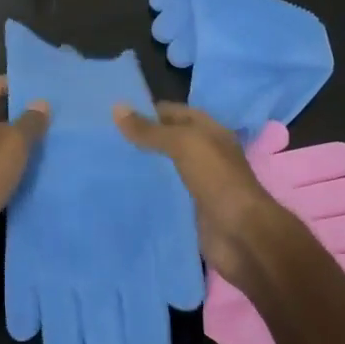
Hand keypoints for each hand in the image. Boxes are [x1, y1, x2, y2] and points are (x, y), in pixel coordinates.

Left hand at [0, 76, 49, 272]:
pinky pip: (1, 171)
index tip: (31, 87)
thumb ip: (28, 122)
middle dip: (19, 115)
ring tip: (52, 142)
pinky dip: (17, 170)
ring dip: (21, 144)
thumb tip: (40, 102)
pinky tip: (40, 173)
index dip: (4, 84)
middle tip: (50, 116)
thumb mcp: (12, 142)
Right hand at [113, 101, 294, 284]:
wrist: (242, 236)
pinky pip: (164, 196)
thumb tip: (117, 108)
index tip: (110, 115)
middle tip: (101, 140)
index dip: (144, 111)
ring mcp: (198, 184)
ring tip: (105, 164)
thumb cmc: (217, 180)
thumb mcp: (184, 145)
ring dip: (141, 168)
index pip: (172, 113)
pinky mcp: (190, 210)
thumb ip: (150, 130)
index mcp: (208, 132)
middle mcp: (204, 155)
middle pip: (166, 142)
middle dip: (139, 140)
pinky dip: (146, 194)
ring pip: (163, 170)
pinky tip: (121, 193)